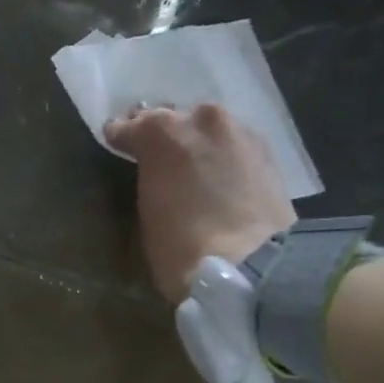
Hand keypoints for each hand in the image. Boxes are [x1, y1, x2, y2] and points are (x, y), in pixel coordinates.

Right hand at [105, 104, 296, 302]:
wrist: (250, 264)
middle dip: (164, 135)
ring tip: (192, 165)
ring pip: (209, 130)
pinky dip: (223, 156)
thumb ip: (149, 177)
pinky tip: (219, 174)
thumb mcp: (148, 209)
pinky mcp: (267, 151)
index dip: (121, 136)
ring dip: (198, 143)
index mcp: (161, 131)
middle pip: (175, 119)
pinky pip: (233, 145)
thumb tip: (157, 172)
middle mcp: (201, 119)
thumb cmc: (180, 244)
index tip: (115, 142)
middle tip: (157, 155)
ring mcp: (238, 131)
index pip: (130, 126)